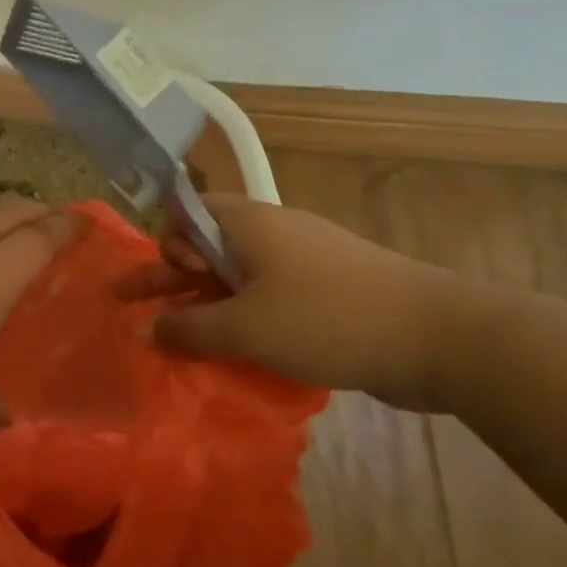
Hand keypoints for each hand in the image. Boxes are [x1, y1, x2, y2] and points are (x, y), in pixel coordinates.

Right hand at [118, 192, 473, 409]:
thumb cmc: (327, 319)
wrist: (439, 336)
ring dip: (204, 306)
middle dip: (168, 279)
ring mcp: (304, 263)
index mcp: (250, 224)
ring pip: (237, 278)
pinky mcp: (328, 293)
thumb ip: (187, 329)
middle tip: (128, 305)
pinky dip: (243, 320)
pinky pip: (268, 299)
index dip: (169, 243)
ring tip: (178, 341)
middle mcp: (273, 234)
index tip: (172, 280)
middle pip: (206, 248)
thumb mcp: (244, 328)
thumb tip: (146, 331)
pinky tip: (235, 352)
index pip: (189, 213)